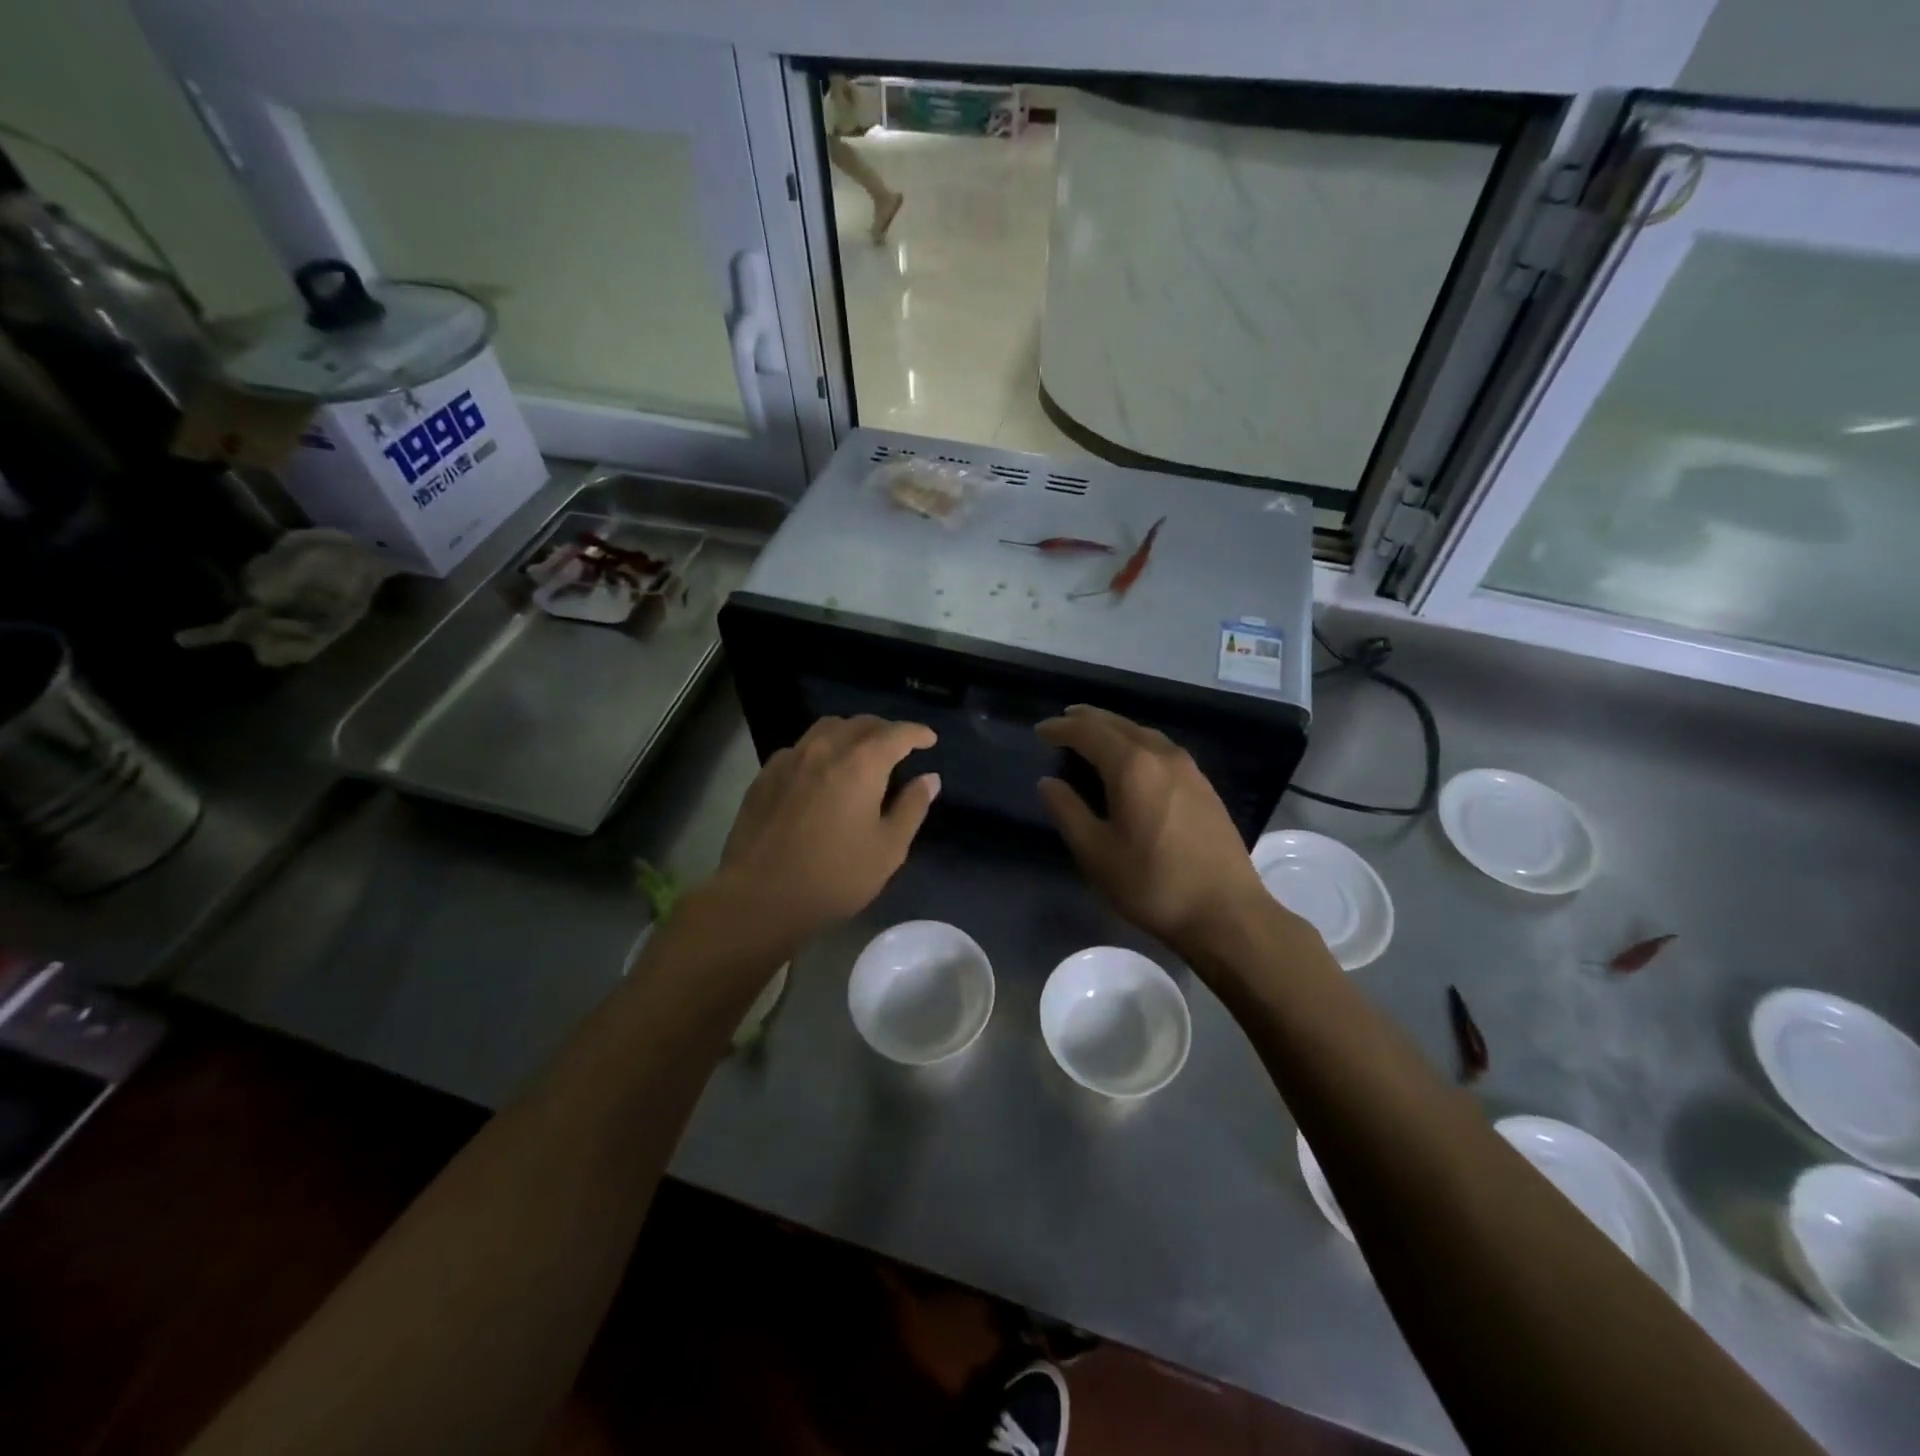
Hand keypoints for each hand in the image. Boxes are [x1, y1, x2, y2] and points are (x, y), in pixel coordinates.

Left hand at [708, 716, 939, 948]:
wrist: (759, 897)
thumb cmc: (833, 877)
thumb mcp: (888, 849)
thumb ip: (911, 807)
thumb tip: (929, 779)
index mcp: (861, 764)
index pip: (896, 734)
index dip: (917, 733)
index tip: (929, 740)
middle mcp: (825, 749)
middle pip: (860, 724)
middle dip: (885, 730)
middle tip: (899, 747)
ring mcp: (790, 759)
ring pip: (826, 728)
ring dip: (851, 733)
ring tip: (861, 753)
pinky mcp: (765, 775)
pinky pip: (800, 747)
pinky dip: (821, 749)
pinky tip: (822, 773)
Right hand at [1036, 706, 1269, 952]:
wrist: (1226, 911)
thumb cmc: (1152, 884)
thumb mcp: (1096, 853)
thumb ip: (1068, 811)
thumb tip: (1048, 783)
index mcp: (1132, 766)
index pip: (1089, 732)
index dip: (1061, 729)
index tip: (1040, 731)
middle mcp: (1162, 755)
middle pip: (1118, 724)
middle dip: (1087, 719)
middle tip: (1063, 722)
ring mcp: (1188, 768)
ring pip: (1143, 733)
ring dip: (1114, 729)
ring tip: (1094, 736)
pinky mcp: (1204, 785)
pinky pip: (1161, 748)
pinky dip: (1136, 743)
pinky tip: (1132, 760)